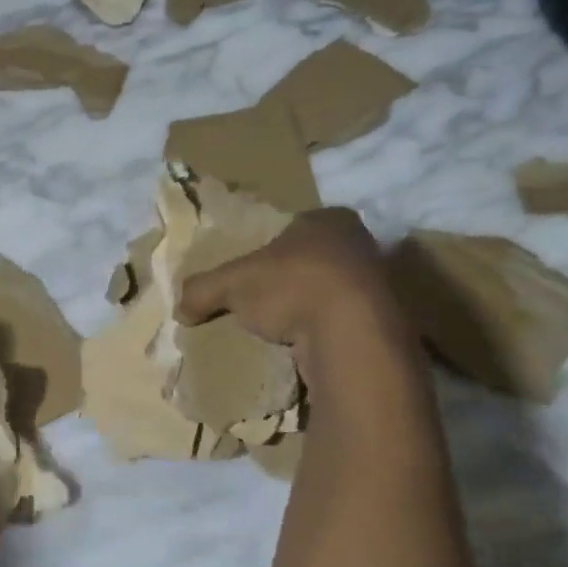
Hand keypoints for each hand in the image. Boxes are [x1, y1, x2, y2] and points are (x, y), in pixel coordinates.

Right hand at [175, 208, 412, 366]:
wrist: (353, 333)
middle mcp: (360, 243)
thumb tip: (179, 310)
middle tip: (266, 301)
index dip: (271, 248)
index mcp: (327, 219)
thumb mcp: (232, 283)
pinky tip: (309, 347)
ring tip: (285, 330)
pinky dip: (329, 333)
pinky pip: (348, 323)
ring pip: (334, 291)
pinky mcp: (388, 321)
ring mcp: (381, 282)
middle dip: (293, 278)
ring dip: (312, 308)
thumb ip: (202, 290)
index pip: (294, 227)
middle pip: (316, 258)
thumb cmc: (293, 286)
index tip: (254, 272)